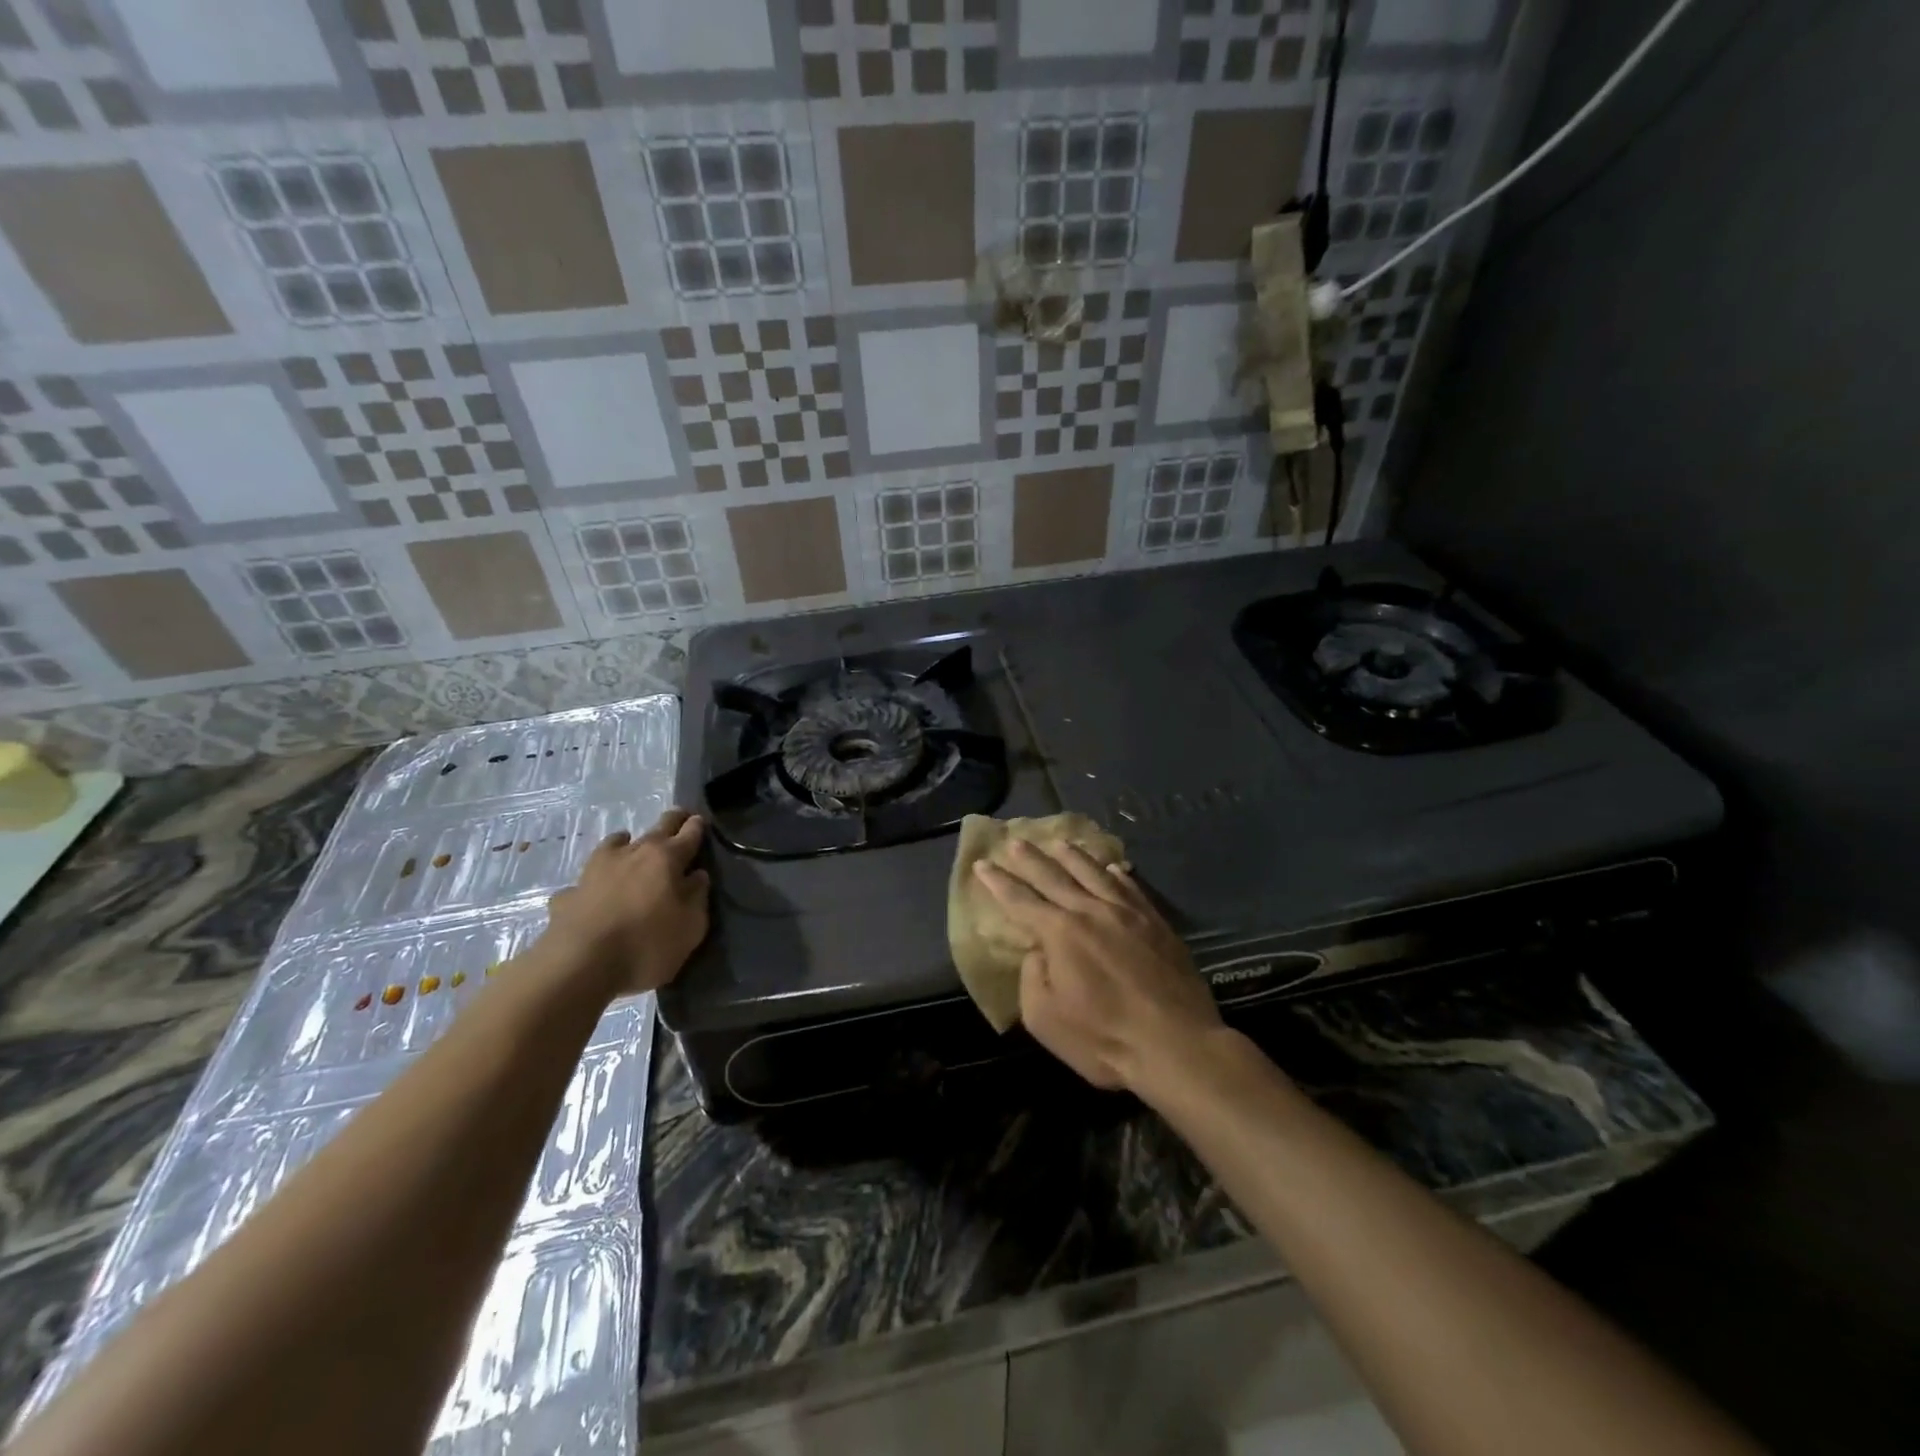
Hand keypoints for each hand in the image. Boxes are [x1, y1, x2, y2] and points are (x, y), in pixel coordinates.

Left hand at [542, 809, 709, 994]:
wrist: (578, 965)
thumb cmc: (646, 945)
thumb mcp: (691, 927)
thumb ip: (697, 897)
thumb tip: (697, 876)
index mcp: (667, 858)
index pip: (689, 833)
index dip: (697, 826)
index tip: (701, 821)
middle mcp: (633, 853)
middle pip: (657, 828)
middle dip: (672, 822)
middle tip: (679, 821)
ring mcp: (597, 869)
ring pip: (616, 843)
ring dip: (627, 843)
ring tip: (631, 847)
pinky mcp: (571, 891)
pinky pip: (587, 879)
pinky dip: (596, 881)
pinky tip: (595, 893)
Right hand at [974, 840, 1222, 1090]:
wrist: (1177, 1045)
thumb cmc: (1104, 1040)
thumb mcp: (1045, 1019)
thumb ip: (1033, 977)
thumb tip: (1039, 951)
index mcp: (1060, 933)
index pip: (1020, 900)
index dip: (998, 882)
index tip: (982, 864)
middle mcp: (1091, 911)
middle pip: (1054, 877)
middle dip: (1030, 859)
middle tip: (1014, 840)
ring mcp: (1127, 913)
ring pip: (1094, 874)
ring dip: (1073, 856)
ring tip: (1059, 842)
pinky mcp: (1156, 923)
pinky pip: (1130, 888)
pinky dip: (1117, 874)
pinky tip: (1113, 868)